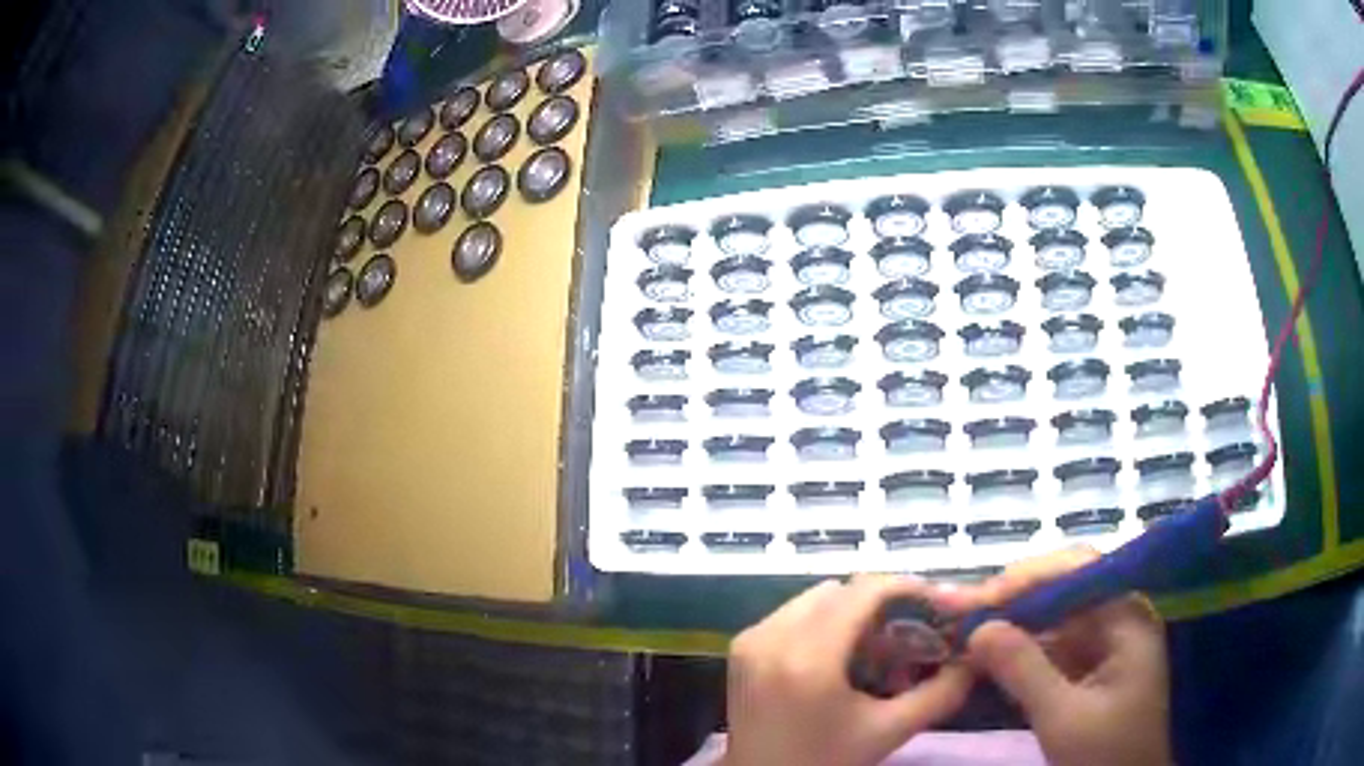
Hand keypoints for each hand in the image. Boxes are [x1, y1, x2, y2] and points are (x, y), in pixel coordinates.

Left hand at [724, 575, 974, 765]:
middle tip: (912, 630)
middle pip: (842, 590)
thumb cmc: (825, 761)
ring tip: (876, 645)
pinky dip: (824, 621)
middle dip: (883, 603)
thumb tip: (975, 659)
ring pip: (817, 597)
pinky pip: (793, 613)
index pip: (865, 592)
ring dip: (852, 611)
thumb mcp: (888, 731)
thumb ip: (939, 693)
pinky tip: (840, 654)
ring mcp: (752, 638)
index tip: (937, 602)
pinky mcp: (742, 646)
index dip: (908, 587)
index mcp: (808, 657)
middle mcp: (773, 636)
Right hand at [967, 548, 1173, 765]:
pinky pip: (1052, 644)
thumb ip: (1024, 671)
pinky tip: (989, 653)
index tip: (978, 600)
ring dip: (1011, 622)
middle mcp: (1120, 617)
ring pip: (1053, 616)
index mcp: (1128, 618)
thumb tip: (977, 628)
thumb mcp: (1063, 718)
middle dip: (1013, 598)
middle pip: (1063, 588)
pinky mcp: (1091, 665)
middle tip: (960, 611)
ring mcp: (1106, 641)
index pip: (1078, 571)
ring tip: (965, 627)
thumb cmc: (1106, 755)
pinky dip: (1019, 648)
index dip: (1027, 578)